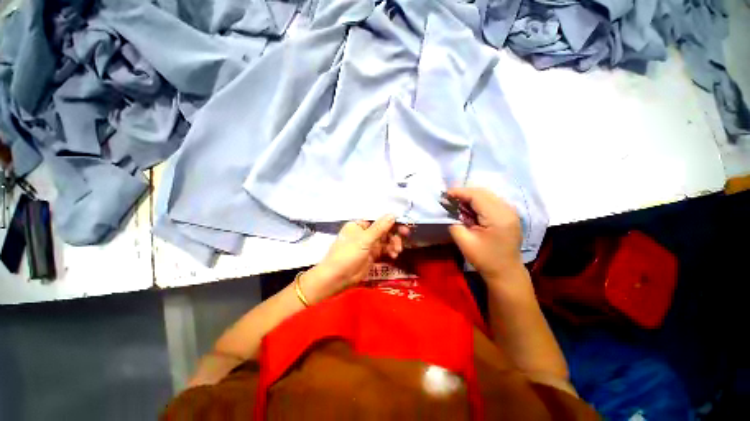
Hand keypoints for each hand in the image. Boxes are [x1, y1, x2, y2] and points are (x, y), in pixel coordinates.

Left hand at [301, 215, 409, 302]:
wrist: (337, 278)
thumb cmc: (348, 254)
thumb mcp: (364, 240)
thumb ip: (380, 228)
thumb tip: (393, 214)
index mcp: (359, 225)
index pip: (378, 219)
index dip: (391, 221)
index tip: (403, 224)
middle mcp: (364, 233)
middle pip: (383, 229)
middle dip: (394, 233)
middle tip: (406, 235)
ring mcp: (368, 244)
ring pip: (385, 240)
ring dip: (393, 243)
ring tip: (397, 251)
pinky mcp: (372, 255)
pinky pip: (384, 250)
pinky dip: (390, 251)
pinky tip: (394, 255)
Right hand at [447, 187, 522, 281]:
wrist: (506, 272)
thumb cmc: (485, 259)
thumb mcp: (465, 242)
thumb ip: (455, 224)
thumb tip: (451, 212)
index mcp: (498, 217)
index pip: (477, 196)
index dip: (460, 192)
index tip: (445, 194)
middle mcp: (507, 210)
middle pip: (483, 192)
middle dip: (465, 193)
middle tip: (449, 198)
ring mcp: (510, 212)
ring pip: (488, 195)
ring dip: (471, 196)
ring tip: (457, 202)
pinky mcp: (509, 215)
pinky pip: (492, 201)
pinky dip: (479, 201)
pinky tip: (469, 208)